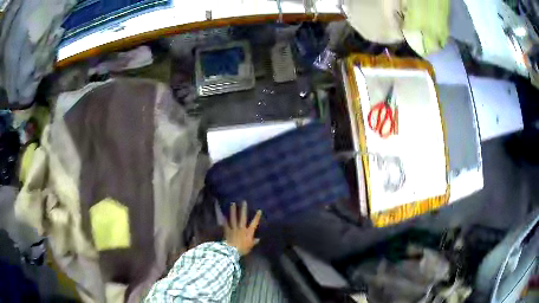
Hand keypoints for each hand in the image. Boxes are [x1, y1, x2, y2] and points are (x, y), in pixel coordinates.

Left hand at [224, 202, 261, 255]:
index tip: (259, 210)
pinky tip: (223, 213)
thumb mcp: (250, 246)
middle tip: (243, 202)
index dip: (257, 217)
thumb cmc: (243, 249)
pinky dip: (224, 219)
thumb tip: (258, 239)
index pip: (254, 223)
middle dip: (243, 209)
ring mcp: (234, 228)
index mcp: (248, 232)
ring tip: (232, 204)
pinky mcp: (227, 230)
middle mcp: (241, 228)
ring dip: (233, 211)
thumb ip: (254, 242)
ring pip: (233, 218)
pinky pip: (226, 223)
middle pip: (243, 217)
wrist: (232, 250)